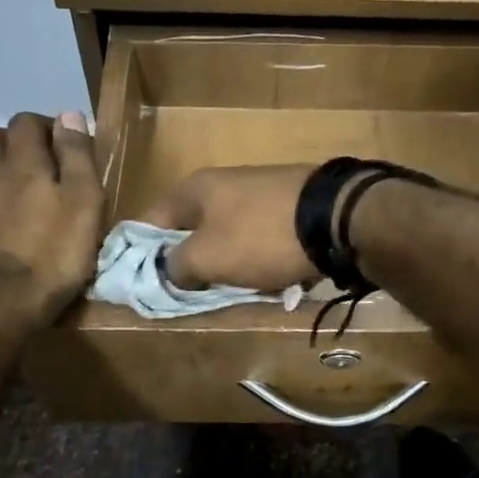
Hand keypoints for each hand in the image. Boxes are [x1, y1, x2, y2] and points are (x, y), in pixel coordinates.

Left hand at [0, 113, 103, 325]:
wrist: (4, 302)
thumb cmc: (56, 251)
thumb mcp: (84, 201)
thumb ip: (77, 156)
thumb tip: (68, 115)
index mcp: (22, 161)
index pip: (26, 122)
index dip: (47, 126)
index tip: (66, 145)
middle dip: (14, 141)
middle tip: (40, 163)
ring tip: (17, 188)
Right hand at [144, 165, 316, 290]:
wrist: (335, 218)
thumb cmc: (259, 237)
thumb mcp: (206, 257)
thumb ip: (176, 265)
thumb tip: (169, 269)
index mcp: (195, 189)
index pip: (151, 220)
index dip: (142, 252)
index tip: (145, 282)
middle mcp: (224, 183)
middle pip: (192, 230)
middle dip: (192, 263)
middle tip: (193, 294)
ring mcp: (259, 192)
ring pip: (229, 237)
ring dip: (229, 265)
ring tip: (236, 290)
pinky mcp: (289, 207)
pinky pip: (262, 239)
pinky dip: (261, 259)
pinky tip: (271, 278)